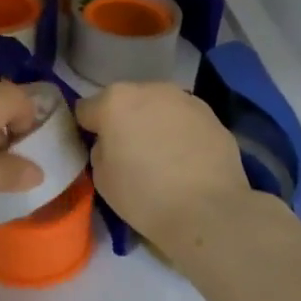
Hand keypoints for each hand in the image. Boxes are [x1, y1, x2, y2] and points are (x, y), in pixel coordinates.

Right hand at [73, 82, 251, 250]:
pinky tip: (187, 160)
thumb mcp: (102, 178)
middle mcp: (150, 89)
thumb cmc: (144, 195)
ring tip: (163, 156)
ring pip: (159, 107)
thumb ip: (100, 149)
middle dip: (125, 120)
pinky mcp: (212, 115)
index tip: (96, 148)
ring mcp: (185, 99)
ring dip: (155, 123)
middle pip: (127, 101)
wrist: (208, 211)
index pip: (87, 109)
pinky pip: (185, 120)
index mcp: (115, 100)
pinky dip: (182, 133)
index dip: (89, 129)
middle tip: (130, 152)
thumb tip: (112, 142)